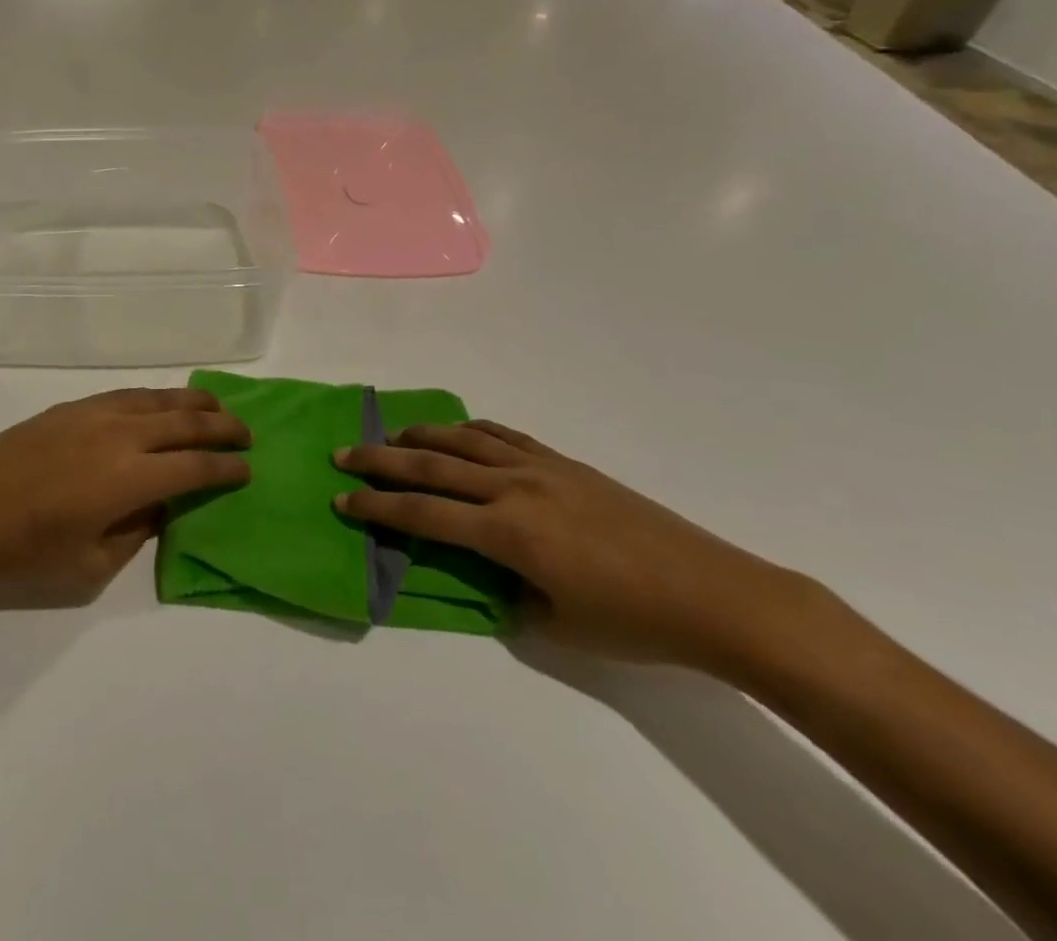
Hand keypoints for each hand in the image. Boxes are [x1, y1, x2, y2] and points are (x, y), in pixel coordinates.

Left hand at [0, 388, 250, 596]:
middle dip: (222, 426)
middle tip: (246, 433)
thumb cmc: (26, 551)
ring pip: (158, 399)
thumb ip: (137, 531)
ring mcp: (95, 414)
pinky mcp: (72, 407)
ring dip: (193, 402)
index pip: (195, 466)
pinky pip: (127, 394)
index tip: (247, 468)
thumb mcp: (91, 563)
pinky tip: (162, 403)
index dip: (226, 467)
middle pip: (185, 422)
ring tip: (216, 407)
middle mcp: (120, 436)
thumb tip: (160, 505)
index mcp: (130, 480)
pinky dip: (155, 397)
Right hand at [335, 421, 815, 673]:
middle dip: (381, 460)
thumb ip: (508, 594)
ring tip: (391, 436)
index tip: (342, 500)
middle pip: (432, 465)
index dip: (377, 508)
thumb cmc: (634, 622)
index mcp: (507, 533)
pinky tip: (460, 433)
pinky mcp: (564, 462)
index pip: (423, 515)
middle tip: (344, 452)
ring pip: (464, 439)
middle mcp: (514, 489)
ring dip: (421, 435)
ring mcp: (540, 468)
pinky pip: (505, 436)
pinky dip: (472, 430)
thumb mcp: (557, 625)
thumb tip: (486, 575)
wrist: (714, 594)